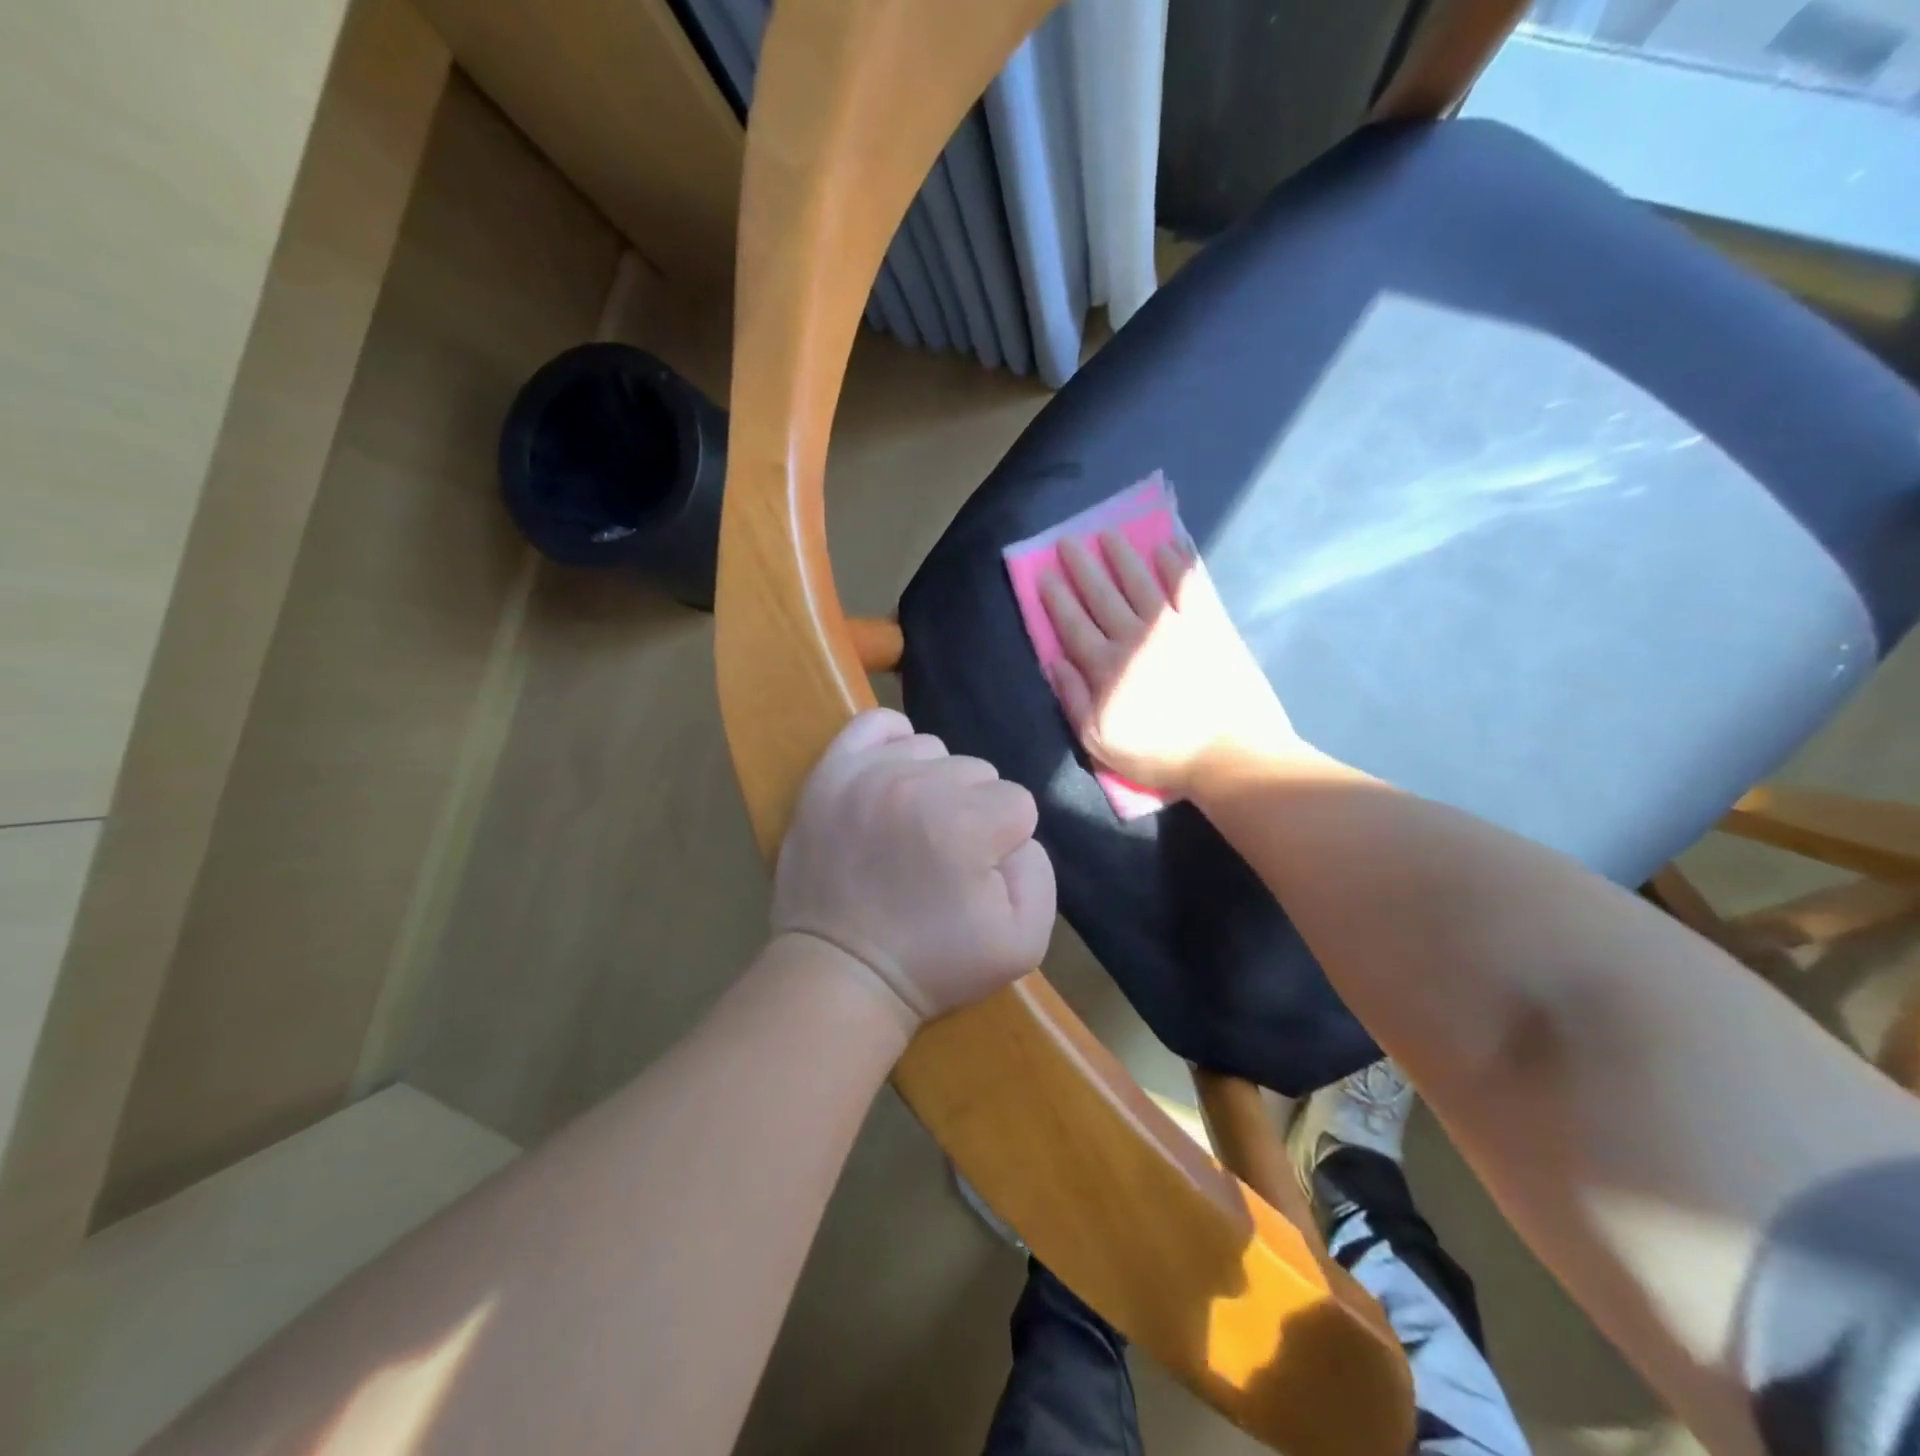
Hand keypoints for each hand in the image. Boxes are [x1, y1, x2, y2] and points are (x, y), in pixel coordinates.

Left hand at [772, 708, 1055, 1029]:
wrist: (841, 973)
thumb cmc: (933, 963)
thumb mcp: (1023, 943)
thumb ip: (1040, 874)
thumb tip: (1017, 835)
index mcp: (966, 824)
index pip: (1018, 804)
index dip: (1004, 843)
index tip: (976, 876)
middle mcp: (918, 785)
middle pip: (977, 772)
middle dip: (971, 812)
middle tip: (942, 857)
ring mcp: (868, 773)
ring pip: (932, 750)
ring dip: (933, 783)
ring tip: (912, 827)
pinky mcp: (830, 773)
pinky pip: (874, 724)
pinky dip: (893, 742)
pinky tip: (894, 776)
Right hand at [1040, 532, 1298, 797]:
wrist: (1227, 754)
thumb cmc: (1158, 754)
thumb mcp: (1099, 742)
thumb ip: (1073, 699)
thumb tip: (1054, 661)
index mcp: (1105, 667)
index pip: (1073, 624)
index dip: (1057, 598)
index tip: (1044, 573)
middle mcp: (1134, 637)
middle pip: (1102, 595)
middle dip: (1082, 566)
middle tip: (1069, 541)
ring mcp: (1173, 626)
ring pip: (1140, 582)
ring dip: (1122, 557)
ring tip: (1108, 534)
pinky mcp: (1208, 625)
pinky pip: (1188, 586)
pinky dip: (1176, 565)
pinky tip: (1166, 548)